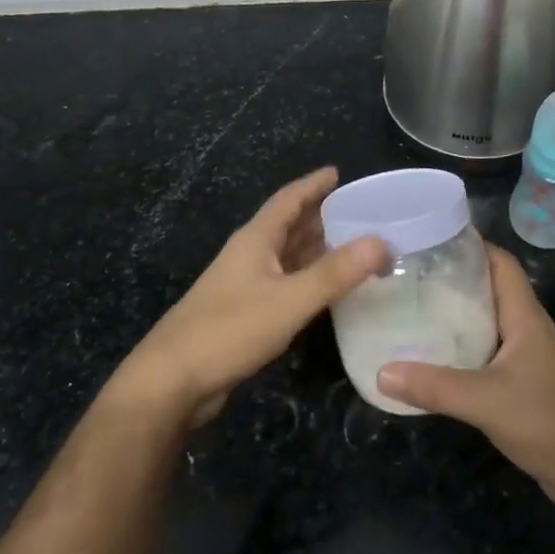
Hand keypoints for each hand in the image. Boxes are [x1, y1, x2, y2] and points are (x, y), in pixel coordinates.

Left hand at [114, 167, 384, 428]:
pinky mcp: (246, 314)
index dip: (314, 184)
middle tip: (363, 213)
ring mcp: (246, 285)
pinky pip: (286, 285)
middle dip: (323, 216)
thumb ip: (334, 273)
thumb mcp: (289, 300)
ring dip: (318, 249)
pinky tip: (329, 290)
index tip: (339, 172)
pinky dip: (309, 280)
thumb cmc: (229, 330)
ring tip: (356, 246)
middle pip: (290, 226)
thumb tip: (381, 241)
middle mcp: (251, 256)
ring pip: (289, 257)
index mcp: (256, 240)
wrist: (173, 380)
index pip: (289, 200)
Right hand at [377, 245, 554, 521]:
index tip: (429, 236)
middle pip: (488, 288)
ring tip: (409, 306)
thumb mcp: (486, 400)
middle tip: (406, 272)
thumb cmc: (548, 422)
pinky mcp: (519, 381)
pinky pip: (482, 350)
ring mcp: (523, 355)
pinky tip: (428, 355)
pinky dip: (457, 346)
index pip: (500, 263)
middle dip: (451, 277)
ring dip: (452, 313)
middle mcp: (524, 328)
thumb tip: (381, 371)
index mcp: (525, 316)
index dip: (470, 244)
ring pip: (484, 320)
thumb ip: (434, 386)